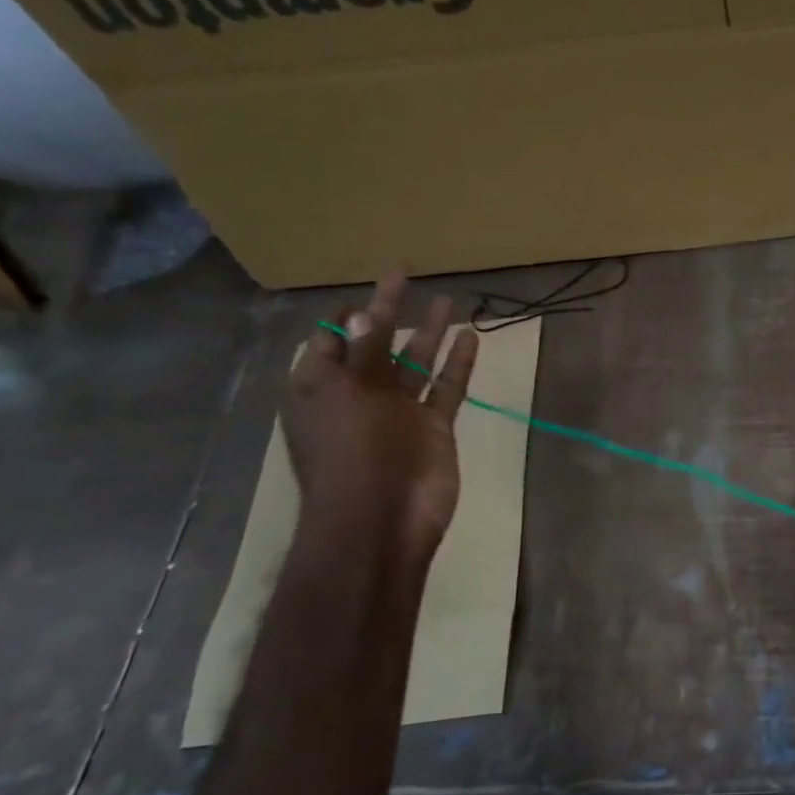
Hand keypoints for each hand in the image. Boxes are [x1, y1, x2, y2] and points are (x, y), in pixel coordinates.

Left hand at [284, 272, 478, 566]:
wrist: (382, 520)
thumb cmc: (352, 454)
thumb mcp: (347, 395)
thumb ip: (361, 352)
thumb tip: (362, 312)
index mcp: (322, 387)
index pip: (330, 338)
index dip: (347, 311)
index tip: (370, 285)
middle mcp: (358, 394)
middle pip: (375, 343)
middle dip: (389, 310)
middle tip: (406, 274)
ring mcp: (398, 412)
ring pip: (415, 363)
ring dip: (429, 332)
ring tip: (447, 300)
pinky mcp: (433, 428)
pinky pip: (446, 389)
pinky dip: (458, 366)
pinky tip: (471, 339)